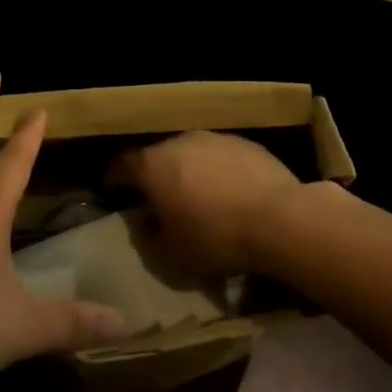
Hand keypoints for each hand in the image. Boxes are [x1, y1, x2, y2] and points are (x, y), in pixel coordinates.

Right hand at [109, 131, 306, 276]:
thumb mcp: (173, 253)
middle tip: (160, 199)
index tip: (113, 190)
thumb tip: (145, 224)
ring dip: (188, 171)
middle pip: (157, 156)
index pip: (121, 164)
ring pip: (190, 153)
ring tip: (198, 196)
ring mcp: (212, 138)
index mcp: (152, 165)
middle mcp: (178, 141)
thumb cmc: (215, 237)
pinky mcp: (243, 142)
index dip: (114, 177)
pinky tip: (230, 193)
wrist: (278, 218)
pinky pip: (219, 156)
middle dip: (155, 176)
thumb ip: (150, 236)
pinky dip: (217, 171)